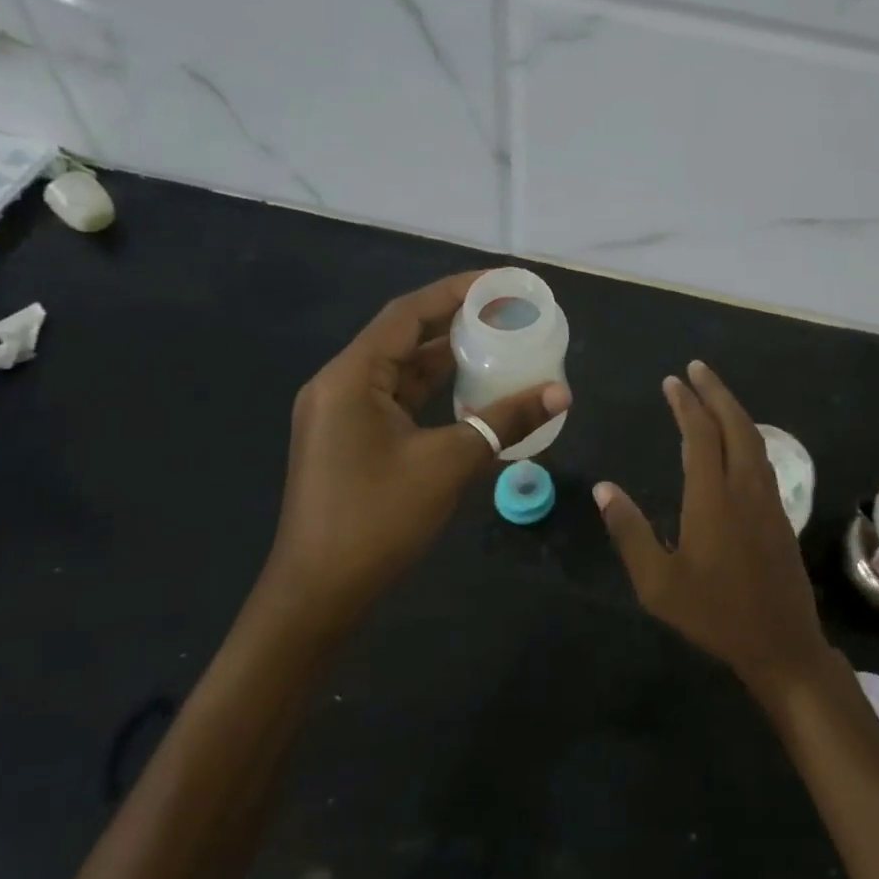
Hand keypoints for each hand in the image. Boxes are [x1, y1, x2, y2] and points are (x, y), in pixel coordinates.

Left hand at [270, 272, 570, 625]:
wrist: (317, 596)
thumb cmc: (377, 520)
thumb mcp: (448, 464)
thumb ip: (505, 421)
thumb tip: (561, 392)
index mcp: (351, 377)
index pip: (408, 314)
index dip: (455, 291)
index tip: (500, 282)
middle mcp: (340, 384)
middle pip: (402, 336)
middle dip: (454, 320)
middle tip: (505, 310)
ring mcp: (341, 414)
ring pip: (399, 369)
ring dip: (444, 356)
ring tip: (496, 341)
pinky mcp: (349, 439)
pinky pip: (395, 397)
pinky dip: (432, 389)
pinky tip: (469, 389)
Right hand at [595, 359, 828, 700]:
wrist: (781, 644)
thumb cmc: (713, 614)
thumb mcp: (658, 583)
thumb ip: (629, 532)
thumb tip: (604, 489)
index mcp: (713, 498)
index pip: (701, 435)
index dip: (686, 404)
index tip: (673, 381)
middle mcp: (745, 488)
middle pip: (735, 425)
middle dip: (715, 392)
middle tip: (696, 368)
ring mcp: (769, 499)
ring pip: (754, 439)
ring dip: (733, 410)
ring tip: (713, 393)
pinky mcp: (780, 513)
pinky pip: (762, 457)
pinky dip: (746, 434)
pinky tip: (737, 439)